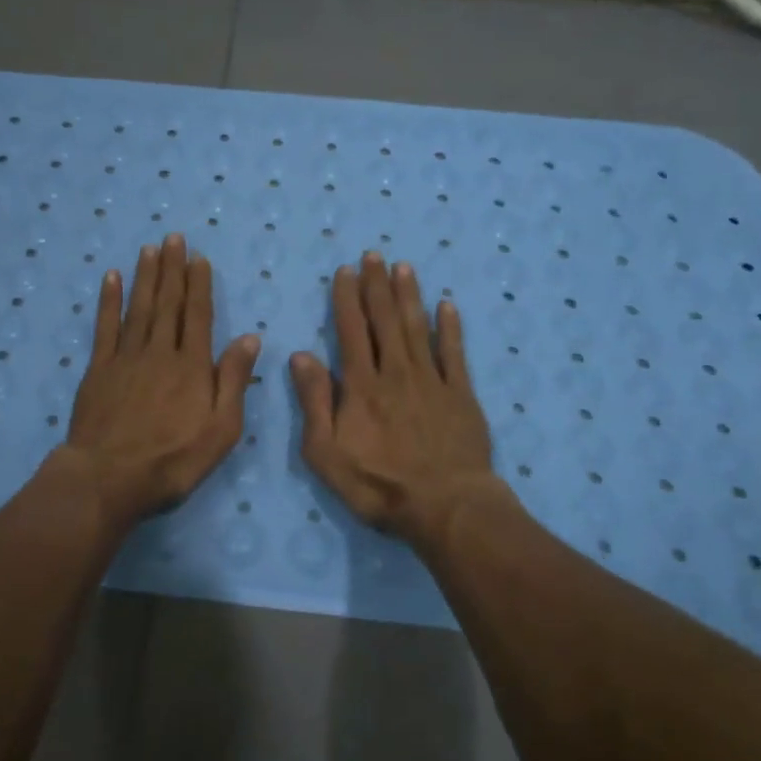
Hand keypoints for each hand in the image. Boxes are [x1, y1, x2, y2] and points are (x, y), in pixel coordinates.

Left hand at [62, 234, 260, 531]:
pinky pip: (105, 327)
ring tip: (150, 248)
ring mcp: (126, 358)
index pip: (199, 316)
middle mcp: (160, 352)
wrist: (110, 478)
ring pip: (139, 308)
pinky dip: (109, 301)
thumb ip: (233, 380)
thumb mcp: (221, 429)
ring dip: (146, 276)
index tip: (199, 259)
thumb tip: (250, 337)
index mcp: (193, 366)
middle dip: (172, 269)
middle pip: (168, 304)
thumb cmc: (173, 460)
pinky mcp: (99, 369)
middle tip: (174, 238)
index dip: (200, 285)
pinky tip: (112, 278)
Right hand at [291, 252, 500, 549]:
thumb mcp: (326, 453)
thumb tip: (300, 356)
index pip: (351, 330)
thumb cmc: (379, 485)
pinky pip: (454, 352)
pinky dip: (450, 327)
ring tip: (404, 266)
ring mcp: (431, 380)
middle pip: (385, 320)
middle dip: (377, 285)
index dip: (347, 298)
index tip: (345, 271)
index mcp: (361, 385)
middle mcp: (395, 372)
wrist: (446, 506)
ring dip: (409, 295)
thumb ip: (314, 402)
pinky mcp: (460, 394)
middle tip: (374, 254)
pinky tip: (447, 305)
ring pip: (417, 327)